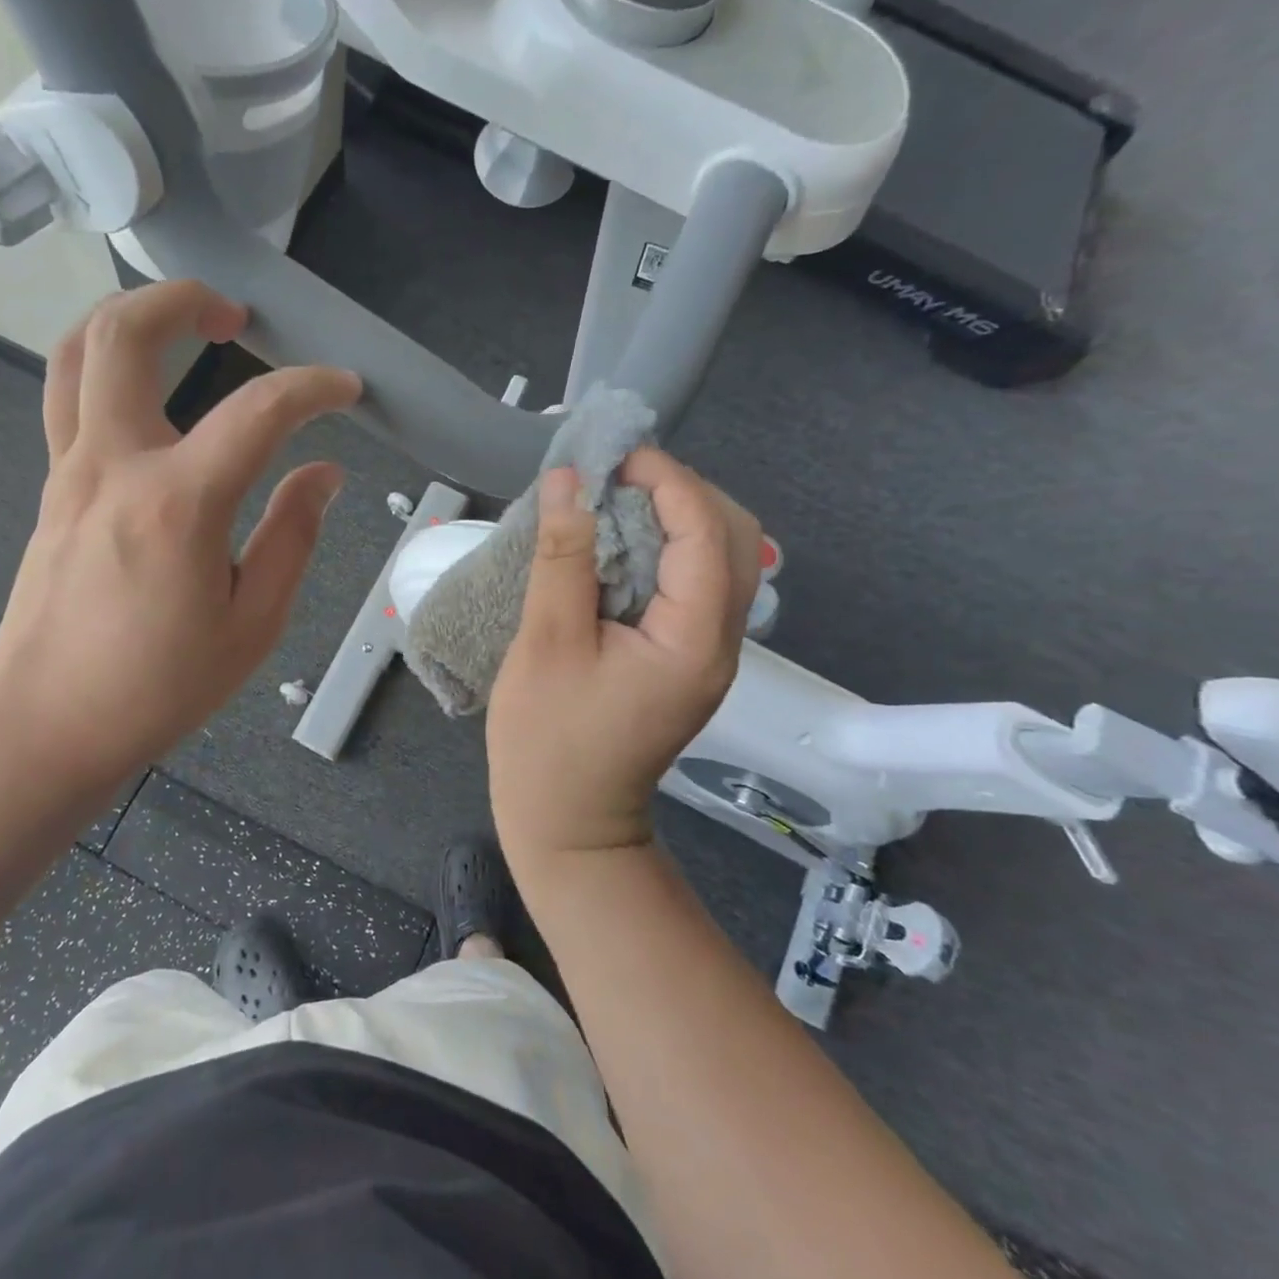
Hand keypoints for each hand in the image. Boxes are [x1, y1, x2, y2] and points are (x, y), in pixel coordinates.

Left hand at [0, 280, 359, 802]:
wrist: (46, 722)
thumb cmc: (157, 687)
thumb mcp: (251, 626)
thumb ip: (292, 538)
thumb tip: (323, 474)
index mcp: (177, 504)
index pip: (257, 411)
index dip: (312, 388)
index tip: (345, 389)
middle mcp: (114, 465)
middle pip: (124, 334)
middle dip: (183, 299)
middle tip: (235, 315)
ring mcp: (70, 471)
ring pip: (76, 352)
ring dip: (129, 317)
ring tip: (182, 328)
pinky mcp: (53, 489)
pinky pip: (69, 397)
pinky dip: (108, 367)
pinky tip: (150, 395)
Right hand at [487, 450, 761, 862]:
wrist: (568, 821)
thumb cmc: (548, 739)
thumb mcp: (546, 642)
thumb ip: (563, 556)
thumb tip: (567, 480)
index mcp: (694, 638)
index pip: (706, 530)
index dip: (665, 480)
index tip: (610, 457)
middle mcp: (719, 641)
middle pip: (732, 538)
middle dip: (680, 492)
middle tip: (613, 478)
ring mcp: (707, 653)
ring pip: (719, 560)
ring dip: (674, 518)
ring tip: (611, 503)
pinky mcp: (685, 659)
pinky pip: (693, 585)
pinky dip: (663, 550)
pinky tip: (615, 547)